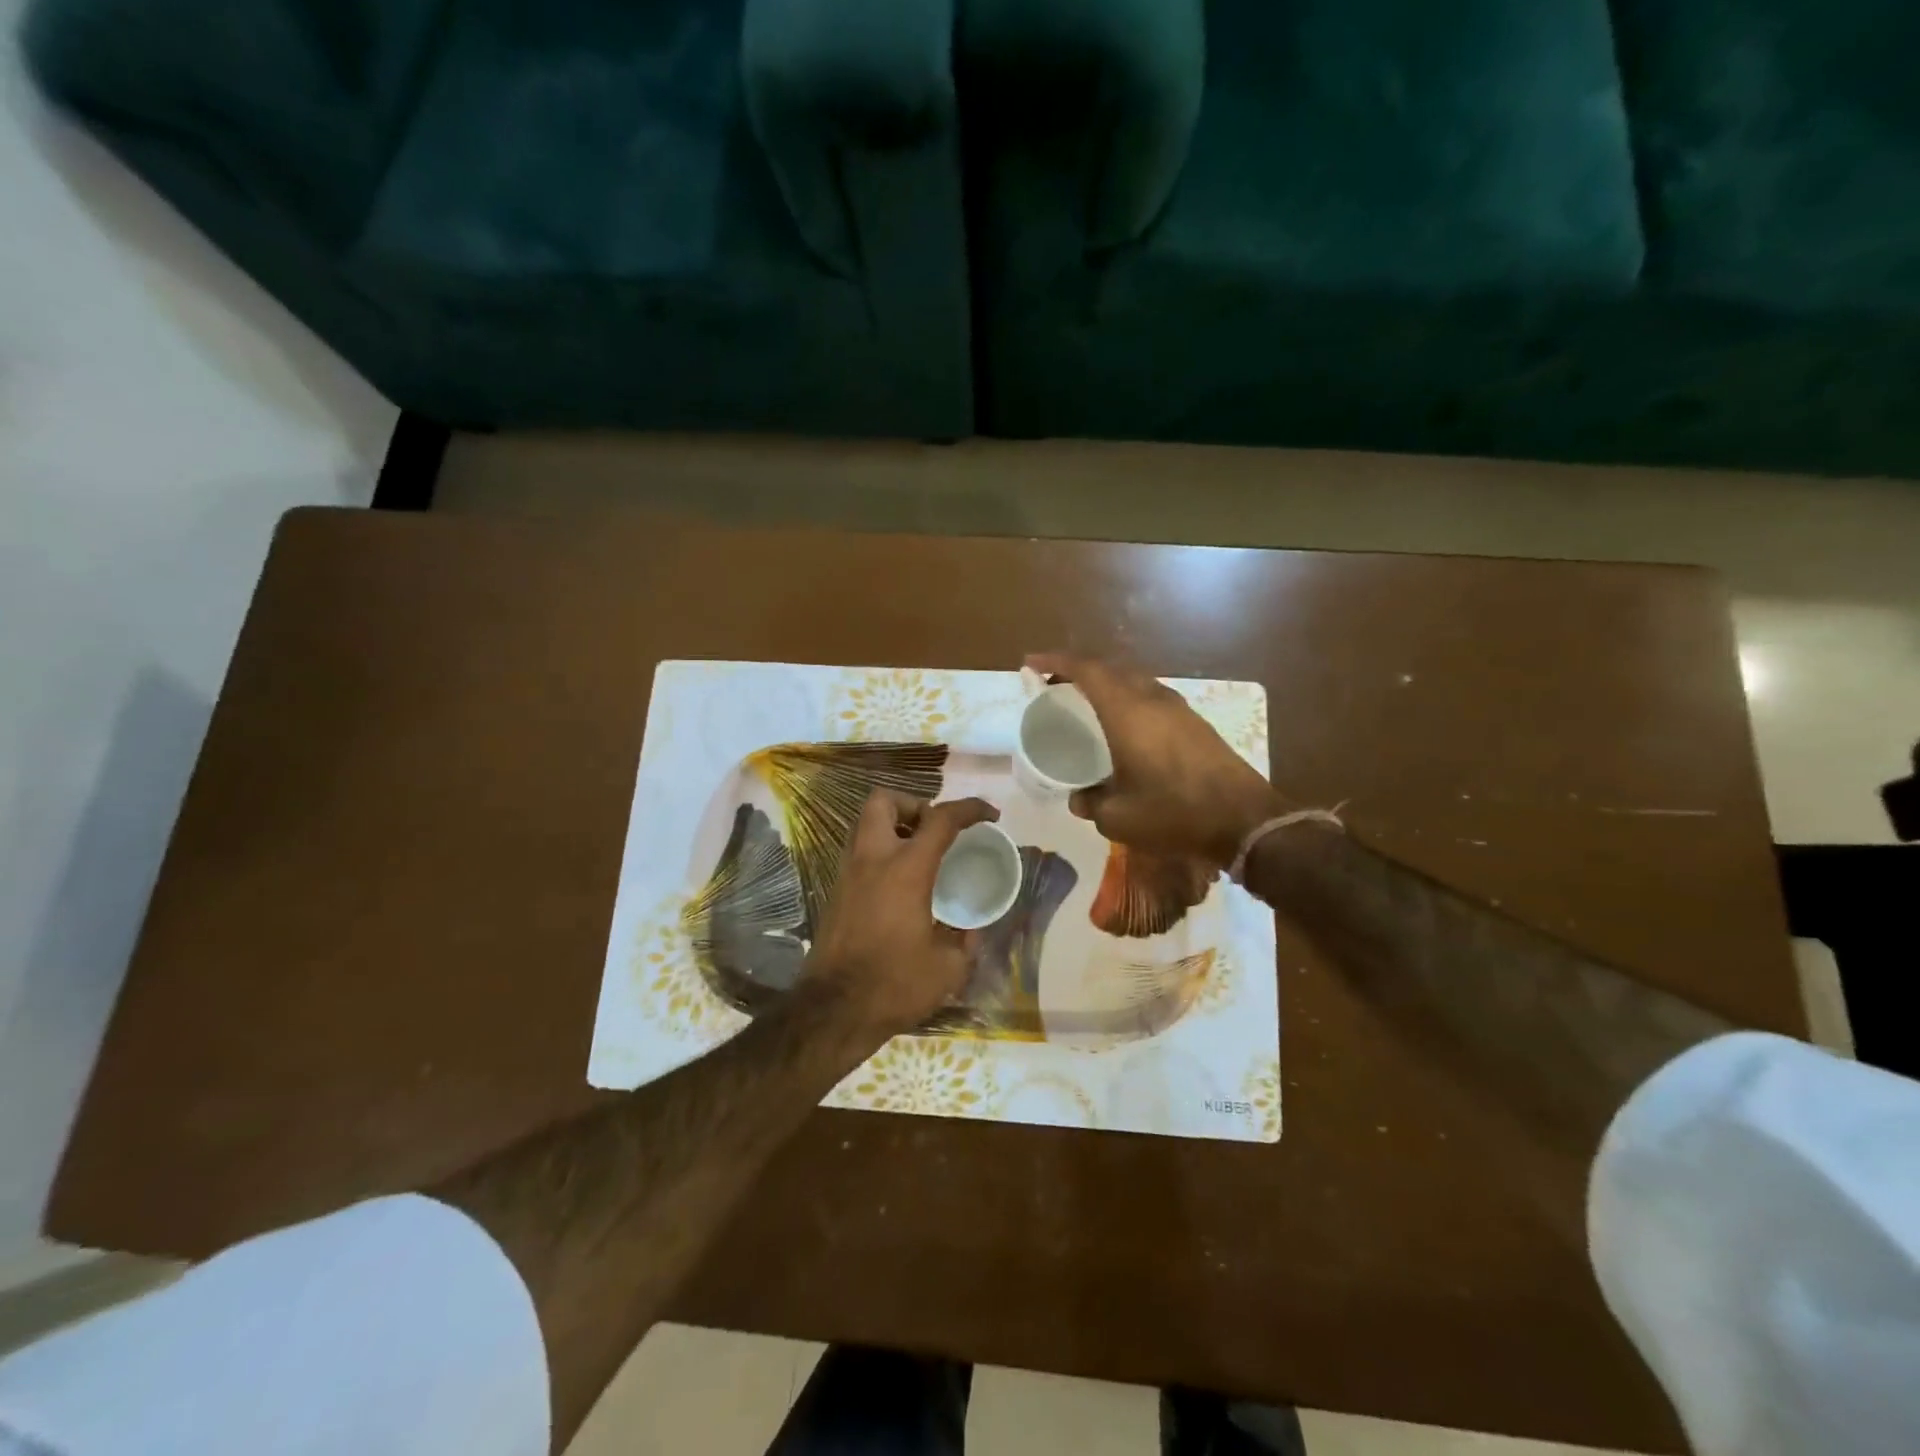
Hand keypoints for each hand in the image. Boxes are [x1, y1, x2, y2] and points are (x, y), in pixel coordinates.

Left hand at [802, 790, 998, 1040]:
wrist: (833, 1011)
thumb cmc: (895, 984)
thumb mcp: (948, 968)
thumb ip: (965, 941)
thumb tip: (971, 931)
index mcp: (906, 869)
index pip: (941, 819)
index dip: (970, 808)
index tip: (990, 815)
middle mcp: (872, 860)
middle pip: (883, 801)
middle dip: (913, 804)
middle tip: (934, 830)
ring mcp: (847, 874)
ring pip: (864, 824)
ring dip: (893, 826)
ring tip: (918, 854)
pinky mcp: (835, 892)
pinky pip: (858, 853)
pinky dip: (880, 853)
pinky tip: (897, 885)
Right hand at [1027, 652, 1283, 870]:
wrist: (1244, 820)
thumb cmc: (1174, 813)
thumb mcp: (1119, 818)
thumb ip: (1091, 803)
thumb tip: (1079, 798)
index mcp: (1127, 713)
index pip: (1086, 671)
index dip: (1056, 661)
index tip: (1031, 663)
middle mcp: (1152, 700)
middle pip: (1110, 669)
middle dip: (1078, 671)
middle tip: (1054, 687)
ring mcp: (1178, 709)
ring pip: (1134, 681)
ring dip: (1107, 684)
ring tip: (1086, 704)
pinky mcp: (1194, 723)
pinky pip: (1151, 697)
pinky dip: (1128, 699)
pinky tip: (1123, 726)